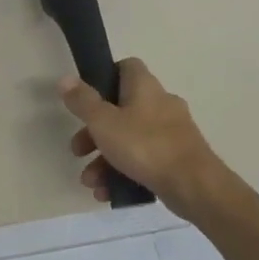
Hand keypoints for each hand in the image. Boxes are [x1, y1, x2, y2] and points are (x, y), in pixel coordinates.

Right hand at [60, 60, 242, 224]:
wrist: (194, 185)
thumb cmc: (144, 146)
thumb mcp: (103, 122)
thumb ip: (83, 101)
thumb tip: (65, 79)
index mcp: (145, 88)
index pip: (126, 67)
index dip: (104, 77)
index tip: (85, 98)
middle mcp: (161, 104)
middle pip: (120, 110)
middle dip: (94, 133)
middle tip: (78, 151)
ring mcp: (171, 132)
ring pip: (128, 139)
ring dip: (104, 159)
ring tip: (90, 182)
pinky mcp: (176, 157)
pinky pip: (142, 159)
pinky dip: (123, 172)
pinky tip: (108, 192)